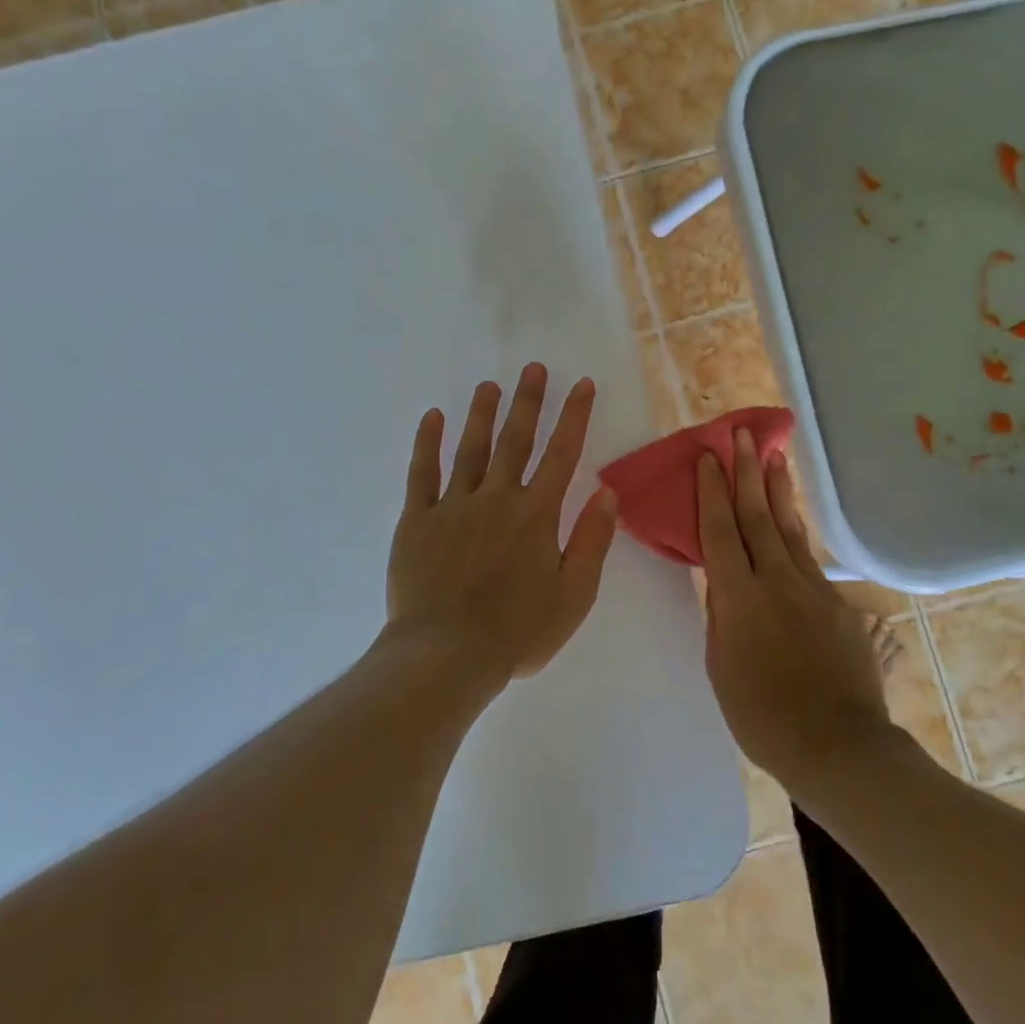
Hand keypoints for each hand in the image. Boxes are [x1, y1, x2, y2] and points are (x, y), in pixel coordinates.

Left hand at [385, 364, 617, 692]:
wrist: (446, 656)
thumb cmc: (517, 632)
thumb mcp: (574, 595)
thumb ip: (592, 540)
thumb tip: (608, 492)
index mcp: (536, 515)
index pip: (562, 454)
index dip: (574, 416)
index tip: (581, 383)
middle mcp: (497, 498)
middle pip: (515, 440)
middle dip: (528, 401)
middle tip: (533, 367)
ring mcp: (453, 505)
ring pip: (470, 448)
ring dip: (481, 413)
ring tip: (489, 385)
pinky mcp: (416, 520)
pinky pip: (422, 473)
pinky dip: (427, 443)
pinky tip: (433, 417)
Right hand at [696, 431, 889, 786]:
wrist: (838, 746)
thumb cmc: (761, 715)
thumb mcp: (721, 666)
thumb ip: (722, 617)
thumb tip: (724, 585)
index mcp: (739, 597)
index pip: (720, 531)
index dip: (711, 492)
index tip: (707, 457)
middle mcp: (776, 580)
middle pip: (757, 515)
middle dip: (747, 472)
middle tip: (741, 435)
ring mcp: (813, 589)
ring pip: (789, 528)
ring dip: (779, 490)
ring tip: (775, 457)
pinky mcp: (840, 604)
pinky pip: (810, 558)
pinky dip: (796, 532)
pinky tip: (793, 522)